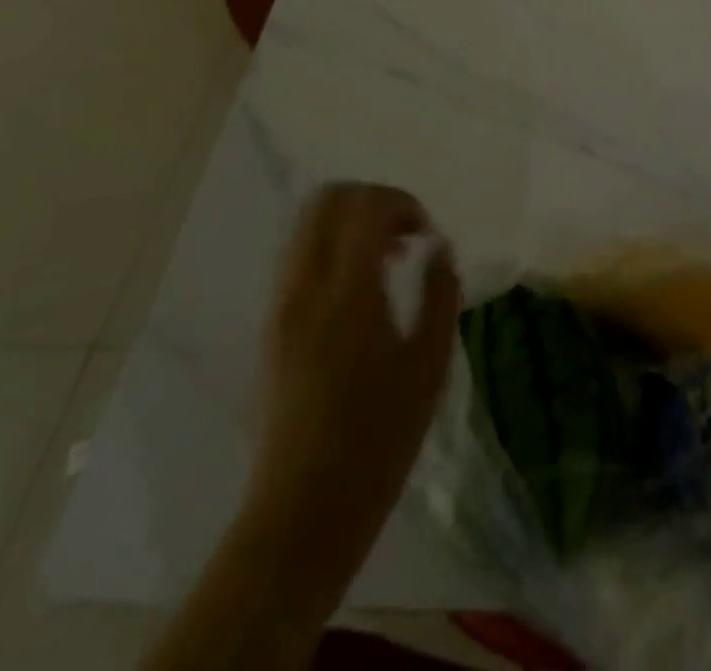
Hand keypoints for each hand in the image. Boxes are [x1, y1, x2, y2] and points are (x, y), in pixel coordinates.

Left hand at [246, 185, 459, 548]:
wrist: (304, 510)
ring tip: (387, 258)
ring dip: (350, 222)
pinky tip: (362, 286)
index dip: (404, 204)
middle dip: (372, 201)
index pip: (366, 206)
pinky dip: (332, 247)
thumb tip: (439, 246)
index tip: (427, 235)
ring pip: (307, 224)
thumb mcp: (430, 364)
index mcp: (348, 294)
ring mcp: (280, 305)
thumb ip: (440, 292)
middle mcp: (305, 288)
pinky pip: (299, 256)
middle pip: (327, 200)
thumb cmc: (380, 439)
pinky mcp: (271, 325)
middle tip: (405, 235)